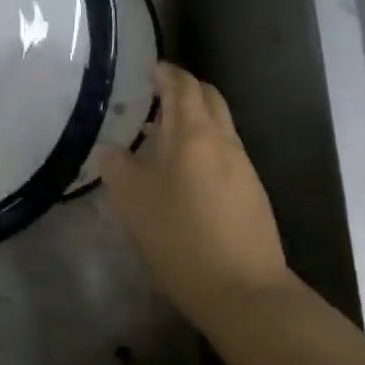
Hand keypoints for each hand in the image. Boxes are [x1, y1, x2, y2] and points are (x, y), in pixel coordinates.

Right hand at [98, 63, 297, 324]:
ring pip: (220, 125)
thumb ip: (118, 167)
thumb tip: (111, 150)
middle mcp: (223, 140)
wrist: (246, 295)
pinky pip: (226, 152)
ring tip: (163, 134)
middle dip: (185, 89)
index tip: (148, 69)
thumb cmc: (182, 238)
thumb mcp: (134, 202)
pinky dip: (205, 145)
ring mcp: (243, 167)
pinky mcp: (253, 194)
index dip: (165, 73)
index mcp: (192, 133)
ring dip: (195, 119)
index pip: (182, 85)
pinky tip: (185, 173)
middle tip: (156, 94)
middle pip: (208, 98)